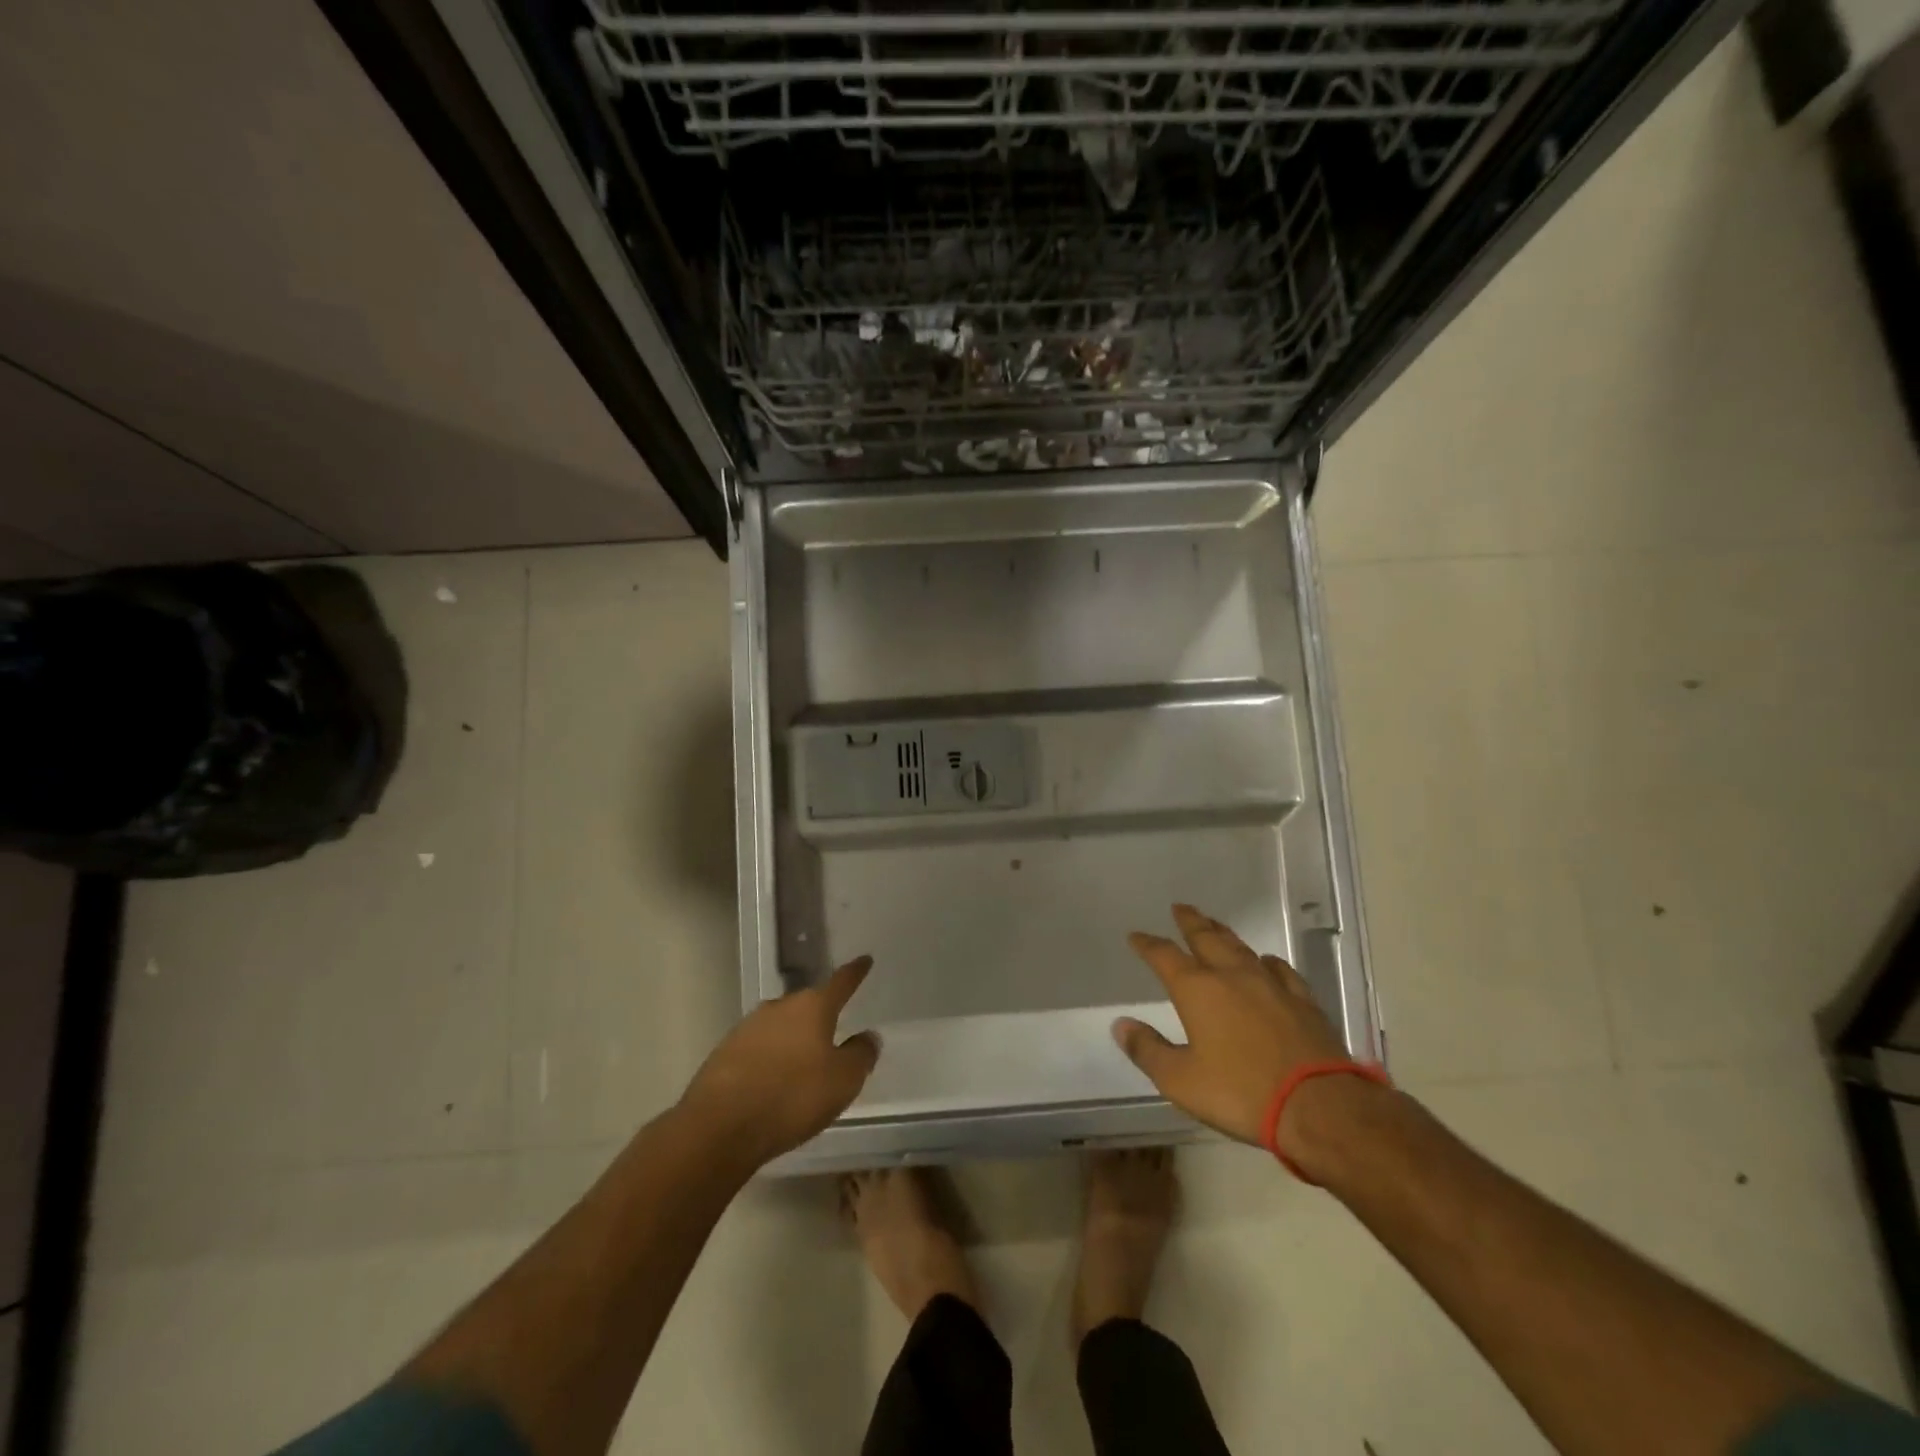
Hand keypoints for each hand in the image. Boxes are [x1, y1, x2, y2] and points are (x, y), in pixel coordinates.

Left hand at [678, 956, 880, 1166]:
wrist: (719, 1127)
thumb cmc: (792, 1097)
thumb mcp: (843, 1081)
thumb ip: (861, 1054)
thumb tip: (868, 1036)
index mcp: (812, 1007)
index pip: (841, 982)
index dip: (855, 972)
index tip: (864, 959)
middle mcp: (780, 1007)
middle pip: (807, 1004)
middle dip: (821, 1014)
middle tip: (834, 1031)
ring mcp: (748, 1027)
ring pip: (781, 1026)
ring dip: (793, 1039)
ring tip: (803, 1063)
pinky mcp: (725, 1052)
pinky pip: (759, 1048)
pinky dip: (771, 1059)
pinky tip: (773, 1081)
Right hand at [1115, 904, 1351, 1147]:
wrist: (1319, 1106)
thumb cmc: (1241, 1093)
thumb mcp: (1181, 1081)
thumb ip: (1148, 1050)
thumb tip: (1121, 1025)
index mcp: (1197, 990)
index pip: (1164, 956)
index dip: (1147, 944)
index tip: (1136, 936)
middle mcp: (1232, 976)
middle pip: (1206, 938)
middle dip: (1190, 922)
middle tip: (1180, 908)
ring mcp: (1271, 985)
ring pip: (1241, 948)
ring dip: (1223, 933)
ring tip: (1214, 924)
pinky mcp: (1303, 1001)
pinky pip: (1280, 970)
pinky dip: (1266, 961)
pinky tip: (1266, 961)